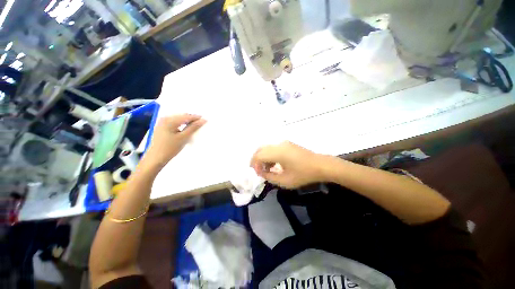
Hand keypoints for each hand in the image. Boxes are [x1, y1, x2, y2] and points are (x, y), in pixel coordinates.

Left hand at [142, 114, 205, 168]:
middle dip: (192, 119)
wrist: (155, 158)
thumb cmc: (170, 148)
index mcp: (170, 120)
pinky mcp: (162, 127)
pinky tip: (185, 129)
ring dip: (187, 122)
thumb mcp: (184, 137)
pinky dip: (181, 125)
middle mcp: (165, 118)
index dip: (197, 118)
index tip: (205, 120)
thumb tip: (203, 120)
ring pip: (178, 119)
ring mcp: (162, 122)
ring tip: (195, 127)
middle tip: (201, 124)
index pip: (186, 116)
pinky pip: (174, 122)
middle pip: (182, 116)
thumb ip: (193, 127)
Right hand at [250, 141, 326, 188]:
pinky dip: (270, 155)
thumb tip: (261, 172)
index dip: (255, 165)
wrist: (320, 165)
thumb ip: (269, 177)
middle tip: (258, 171)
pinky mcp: (288, 144)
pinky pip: (273, 148)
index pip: (259, 156)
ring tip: (267, 169)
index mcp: (278, 152)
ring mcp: (284, 143)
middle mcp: (279, 145)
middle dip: (256, 160)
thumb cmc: (303, 174)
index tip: (258, 174)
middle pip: (260, 150)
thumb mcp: (285, 181)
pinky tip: (274, 164)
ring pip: (266, 148)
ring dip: (263, 158)